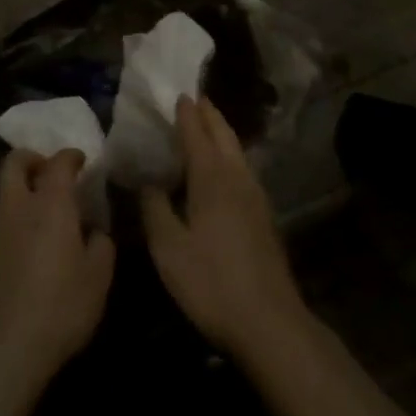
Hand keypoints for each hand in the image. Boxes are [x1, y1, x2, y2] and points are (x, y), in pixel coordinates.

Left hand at [0, 149, 115, 397]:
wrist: (2, 351)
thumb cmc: (60, 307)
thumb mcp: (99, 276)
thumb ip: (101, 244)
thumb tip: (94, 231)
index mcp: (50, 205)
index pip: (58, 163)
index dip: (71, 156)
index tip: (82, 160)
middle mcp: (17, 209)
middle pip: (13, 164)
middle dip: (32, 158)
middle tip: (51, 170)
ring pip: (5, 194)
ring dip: (24, 191)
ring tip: (49, 211)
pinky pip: (2, 223)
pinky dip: (18, 220)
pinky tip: (36, 246)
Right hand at [139, 96, 309, 364]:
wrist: (268, 321)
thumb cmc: (210, 282)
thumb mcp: (168, 248)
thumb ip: (154, 208)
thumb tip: (147, 182)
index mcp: (213, 179)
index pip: (198, 134)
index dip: (187, 113)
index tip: (179, 93)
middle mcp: (238, 178)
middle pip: (224, 136)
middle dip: (209, 115)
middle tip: (195, 98)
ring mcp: (256, 197)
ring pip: (237, 152)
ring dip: (221, 133)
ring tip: (206, 125)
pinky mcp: (263, 216)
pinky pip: (243, 170)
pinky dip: (229, 156)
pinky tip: (221, 169)